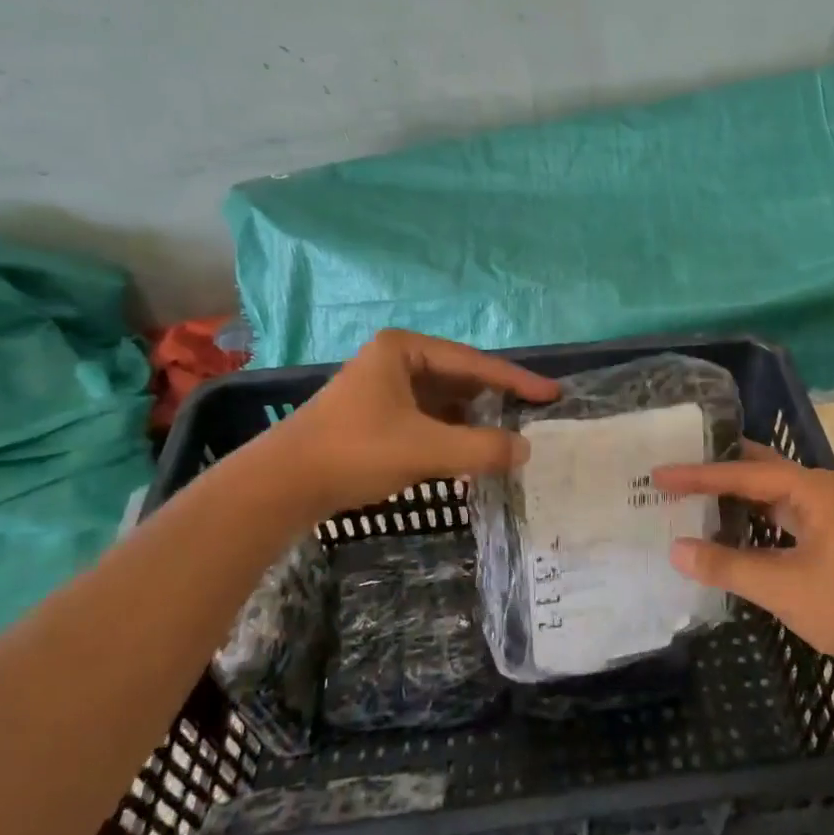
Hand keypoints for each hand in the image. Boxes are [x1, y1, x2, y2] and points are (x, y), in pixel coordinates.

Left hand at [278, 330, 559, 514]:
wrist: (281, 485)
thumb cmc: (355, 452)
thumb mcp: (426, 449)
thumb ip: (481, 448)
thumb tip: (524, 450)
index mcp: (405, 349)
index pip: (475, 363)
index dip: (517, 381)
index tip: (552, 394)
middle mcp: (396, 359)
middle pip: (460, 378)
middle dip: (495, 401)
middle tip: (533, 417)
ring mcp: (384, 386)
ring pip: (444, 401)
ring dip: (473, 421)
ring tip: (507, 439)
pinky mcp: (375, 415)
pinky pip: (428, 418)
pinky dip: (451, 433)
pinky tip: (468, 453)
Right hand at [653, 442, 833, 679]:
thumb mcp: (781, 585)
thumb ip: (726, 565)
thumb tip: (675, 549)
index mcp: (811, 489)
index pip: (742, 474)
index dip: (698, 475)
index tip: (659, 475)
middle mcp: (818, 492)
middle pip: (757, 471)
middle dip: (717, 471)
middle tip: (675, 469)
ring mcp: (825, 516)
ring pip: (768, 496)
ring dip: (733, 498)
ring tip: (691, 496)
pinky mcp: (827, 541)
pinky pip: (778, 519)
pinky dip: (750, 521)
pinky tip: (726, 532)